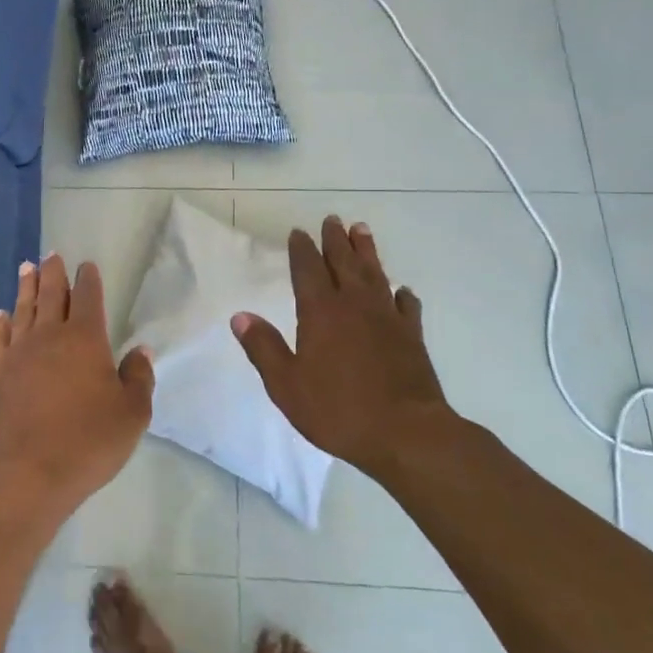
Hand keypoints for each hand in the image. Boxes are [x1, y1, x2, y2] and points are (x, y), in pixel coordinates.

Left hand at [0, 255, 154, 511]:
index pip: (87, 297)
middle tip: (51, 255)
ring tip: (27, 267)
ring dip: (26, 287)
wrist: (27, 472)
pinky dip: (1, 324)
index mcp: (85, 338)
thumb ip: (138, 377)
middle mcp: (49, 336)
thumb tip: (139, 350)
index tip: (86, 266)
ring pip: (23, 309)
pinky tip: (0, 315)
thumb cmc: (88, 441)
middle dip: (53, 272)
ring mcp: (19, 353)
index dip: (88, 279)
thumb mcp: (132, 414)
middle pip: (50, 294)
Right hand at [231, 217, 455, 476]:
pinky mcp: (412, 336)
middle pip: (344, 262)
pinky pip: (406, 306)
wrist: (406, 433)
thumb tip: (240, 316)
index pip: (308, 270)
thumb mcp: (287, 385)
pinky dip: (402, 294)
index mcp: (320, 312)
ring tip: (361, 231)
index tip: (299, 232)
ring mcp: (387, 318)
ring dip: (367, 251)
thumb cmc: (338, 410)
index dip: (302, 249)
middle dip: (335, 240)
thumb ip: (264, 348)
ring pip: (375, 274)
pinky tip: (402, 291)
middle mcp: (354, 305)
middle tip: (332, 219)